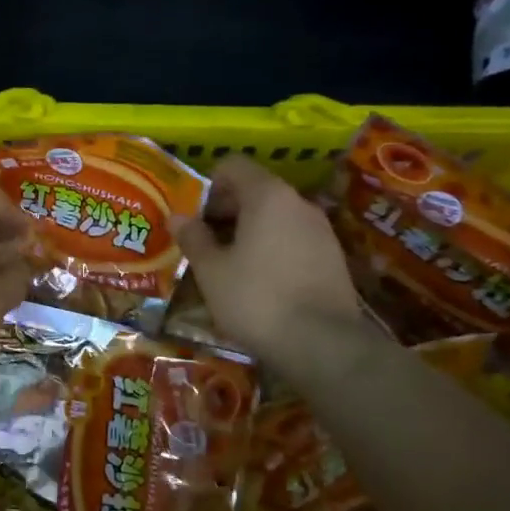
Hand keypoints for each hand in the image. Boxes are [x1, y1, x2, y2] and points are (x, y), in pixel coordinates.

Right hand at [174, 157, 359, 365]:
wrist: (323, 344)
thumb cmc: (256, 298)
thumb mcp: (211, 270)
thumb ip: (193, 238)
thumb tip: (178, 217)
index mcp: (267, 195)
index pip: (233, 166)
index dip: (207, 185)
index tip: (193, 215)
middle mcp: (298, 203)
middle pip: (255, 189)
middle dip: (225, 210)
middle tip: (202, 241)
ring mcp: (321, 230)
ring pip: (275, 216)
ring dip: (248, 231)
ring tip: (228, 263)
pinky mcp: (332, 257)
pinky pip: (293, 238)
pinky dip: (271, 248)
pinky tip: (259, 280)